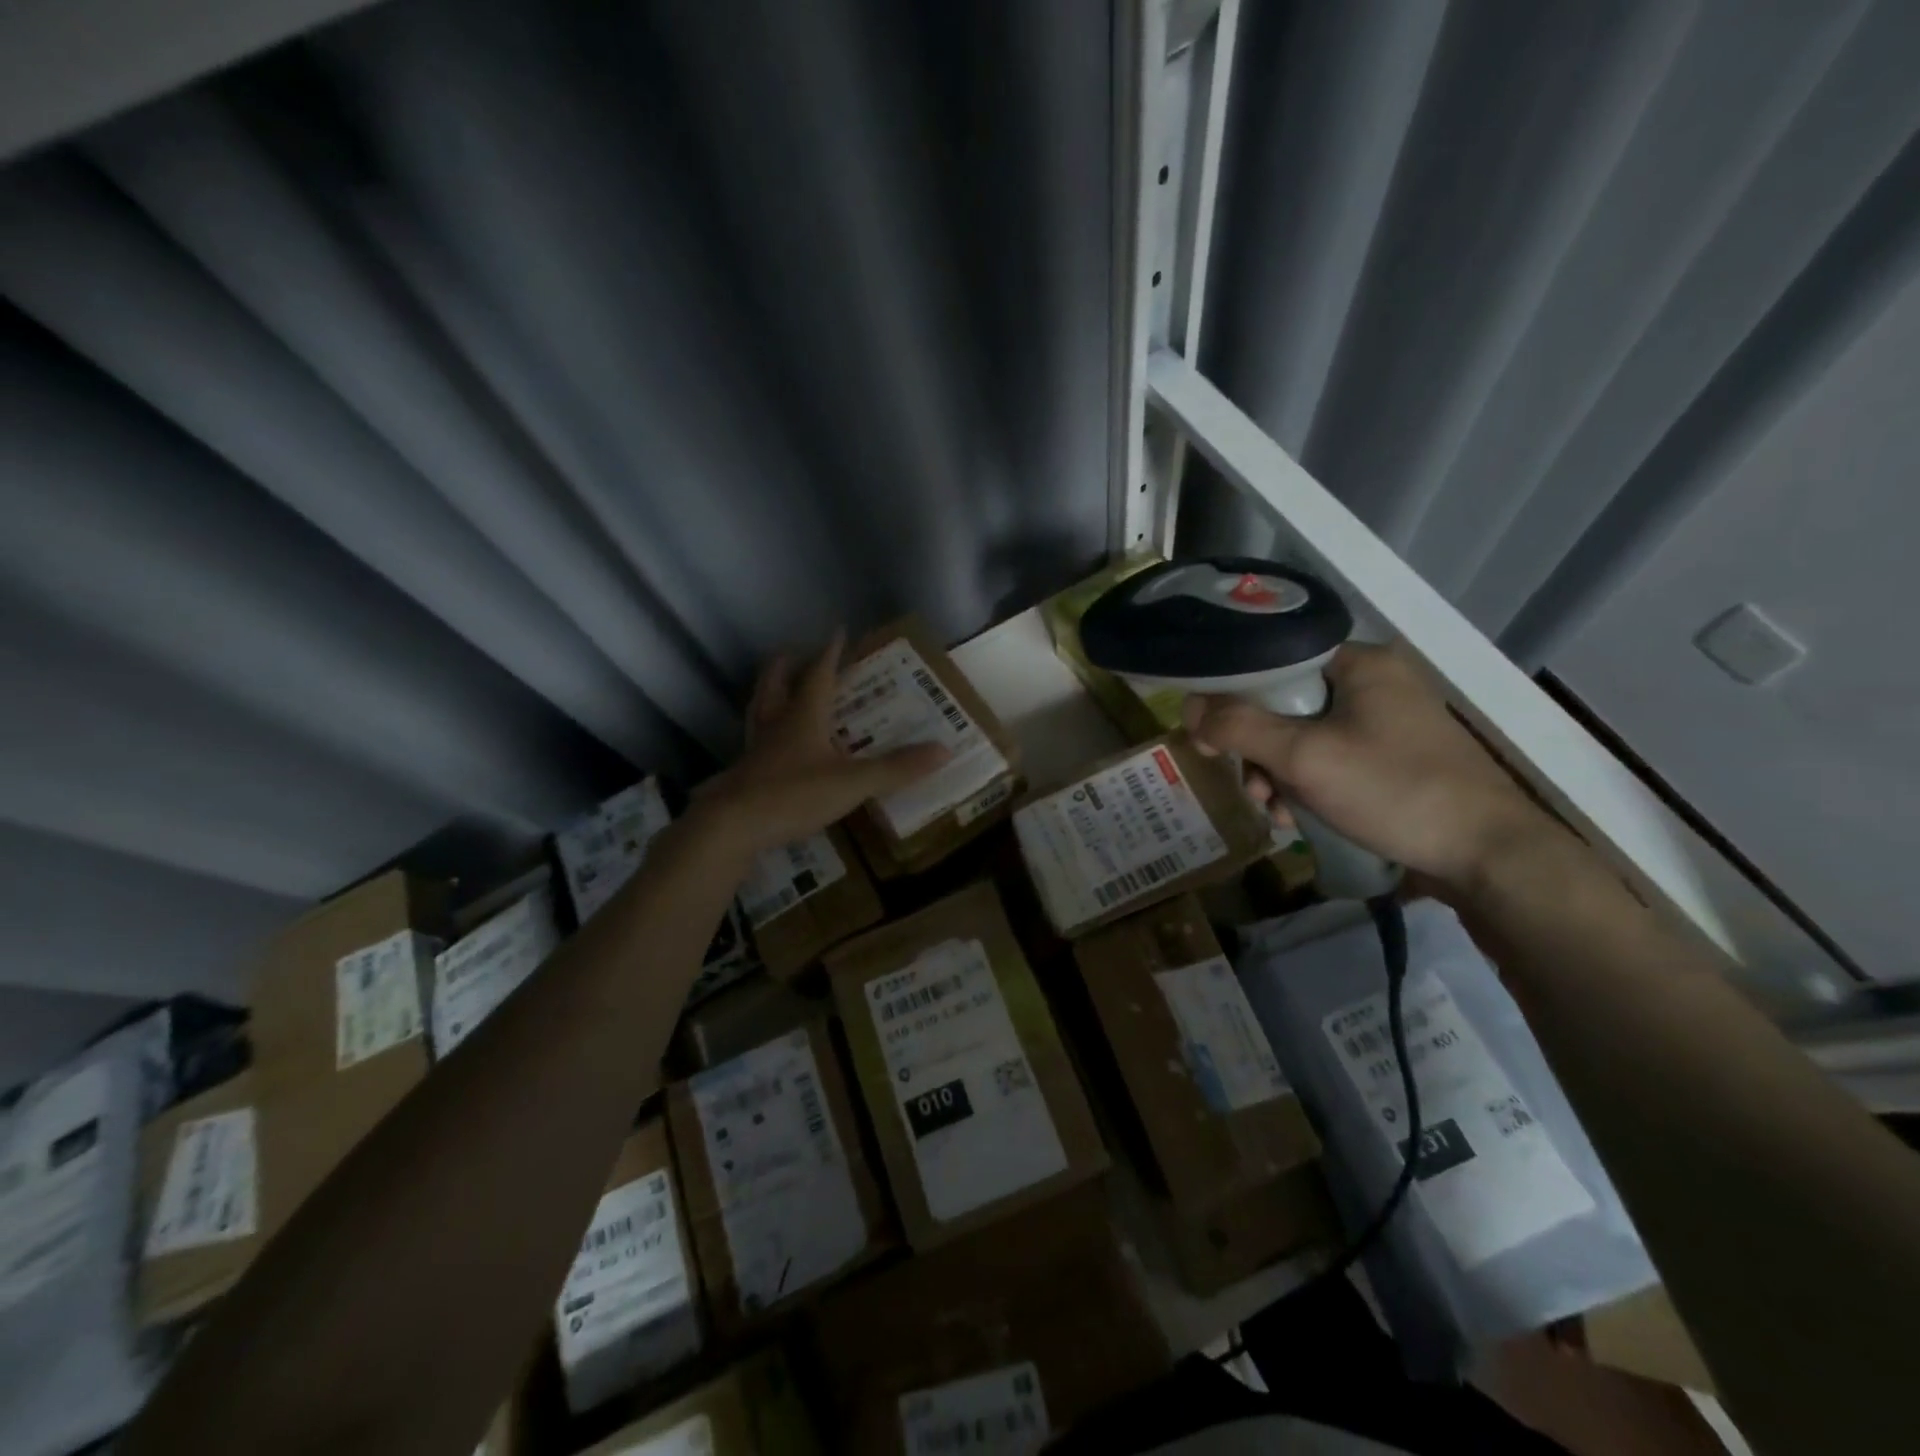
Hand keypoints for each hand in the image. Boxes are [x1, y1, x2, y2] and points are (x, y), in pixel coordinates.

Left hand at [692, 632, 950, 856]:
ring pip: (760, 708)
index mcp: (803, 715)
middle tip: (795, 652)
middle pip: (777, 683)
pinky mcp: (746, 773)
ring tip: (777, 687)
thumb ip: (897, 768)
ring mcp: (757, 748)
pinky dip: (763, 730)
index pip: (819, 674)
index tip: (838, 631)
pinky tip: (769, 743)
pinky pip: (755, 740)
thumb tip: (944, 750)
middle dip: (788, 665)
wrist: (733, 826)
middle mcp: (777, 724)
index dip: (830, 653)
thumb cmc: (794, 794)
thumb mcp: (853, 782)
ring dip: (770, 692)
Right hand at [1182, 643, 1550, 893]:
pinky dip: (1307, 786)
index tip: (1209, 733)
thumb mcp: (1304, 757)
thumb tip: (1187, 706)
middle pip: (1286, 703)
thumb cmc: (1392, 790)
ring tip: (1274, 810)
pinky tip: (1298, 819)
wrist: (1487, 856)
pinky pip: (1331, 760)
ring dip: (1278, 775)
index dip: (1233, 694)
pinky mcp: (1395, 759)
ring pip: (1305, 737)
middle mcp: (1375, 683)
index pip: (1276, 660)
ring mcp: (1388, 723)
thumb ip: (1239, 726)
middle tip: (1250, 784)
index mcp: (1361, 663)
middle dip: (1258, 749)